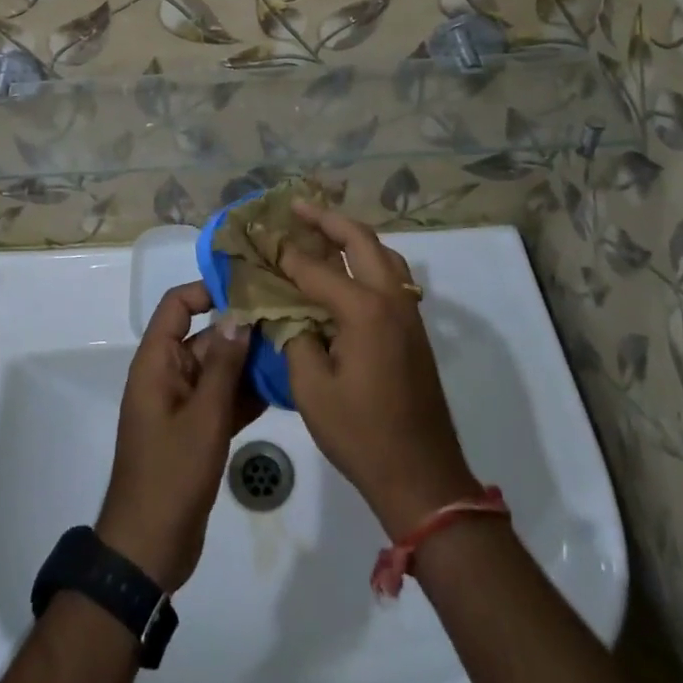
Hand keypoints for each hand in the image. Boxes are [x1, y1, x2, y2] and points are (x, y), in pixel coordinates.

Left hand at [97, 283, 260, 591]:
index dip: (208, 290)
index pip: (177, 306)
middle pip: (204, 335)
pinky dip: (246, 393)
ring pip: (218, 368)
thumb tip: (239, 314)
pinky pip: (223, 398)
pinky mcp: (196, 429)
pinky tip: (283, 388)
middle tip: (287, 318)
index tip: (249, 286)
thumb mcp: (203, 417)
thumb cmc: (171, 475)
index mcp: (157, 363)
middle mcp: (168, 375)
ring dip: (249, 362)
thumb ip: (223, 365)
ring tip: (293, 347)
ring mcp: (183, 403)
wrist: (149, 550)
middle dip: (241, 328)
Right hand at [279, 205, 480, 539]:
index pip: (316, 269)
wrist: (423, 476)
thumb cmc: (361, 434)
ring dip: (351, 234)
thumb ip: (294, 337)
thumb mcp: (311, 388)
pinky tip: (347, 267)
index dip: (284, 253)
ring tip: (321, 228)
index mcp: (365, 311)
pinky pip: (390, 274)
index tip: (260, 235)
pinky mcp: (414, 328)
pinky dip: (367, 257)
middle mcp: (391, 299)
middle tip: (296, 206)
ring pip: (382, 253)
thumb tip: (282, 309)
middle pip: (360, 240)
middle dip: (327, 219)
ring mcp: (408, 312)